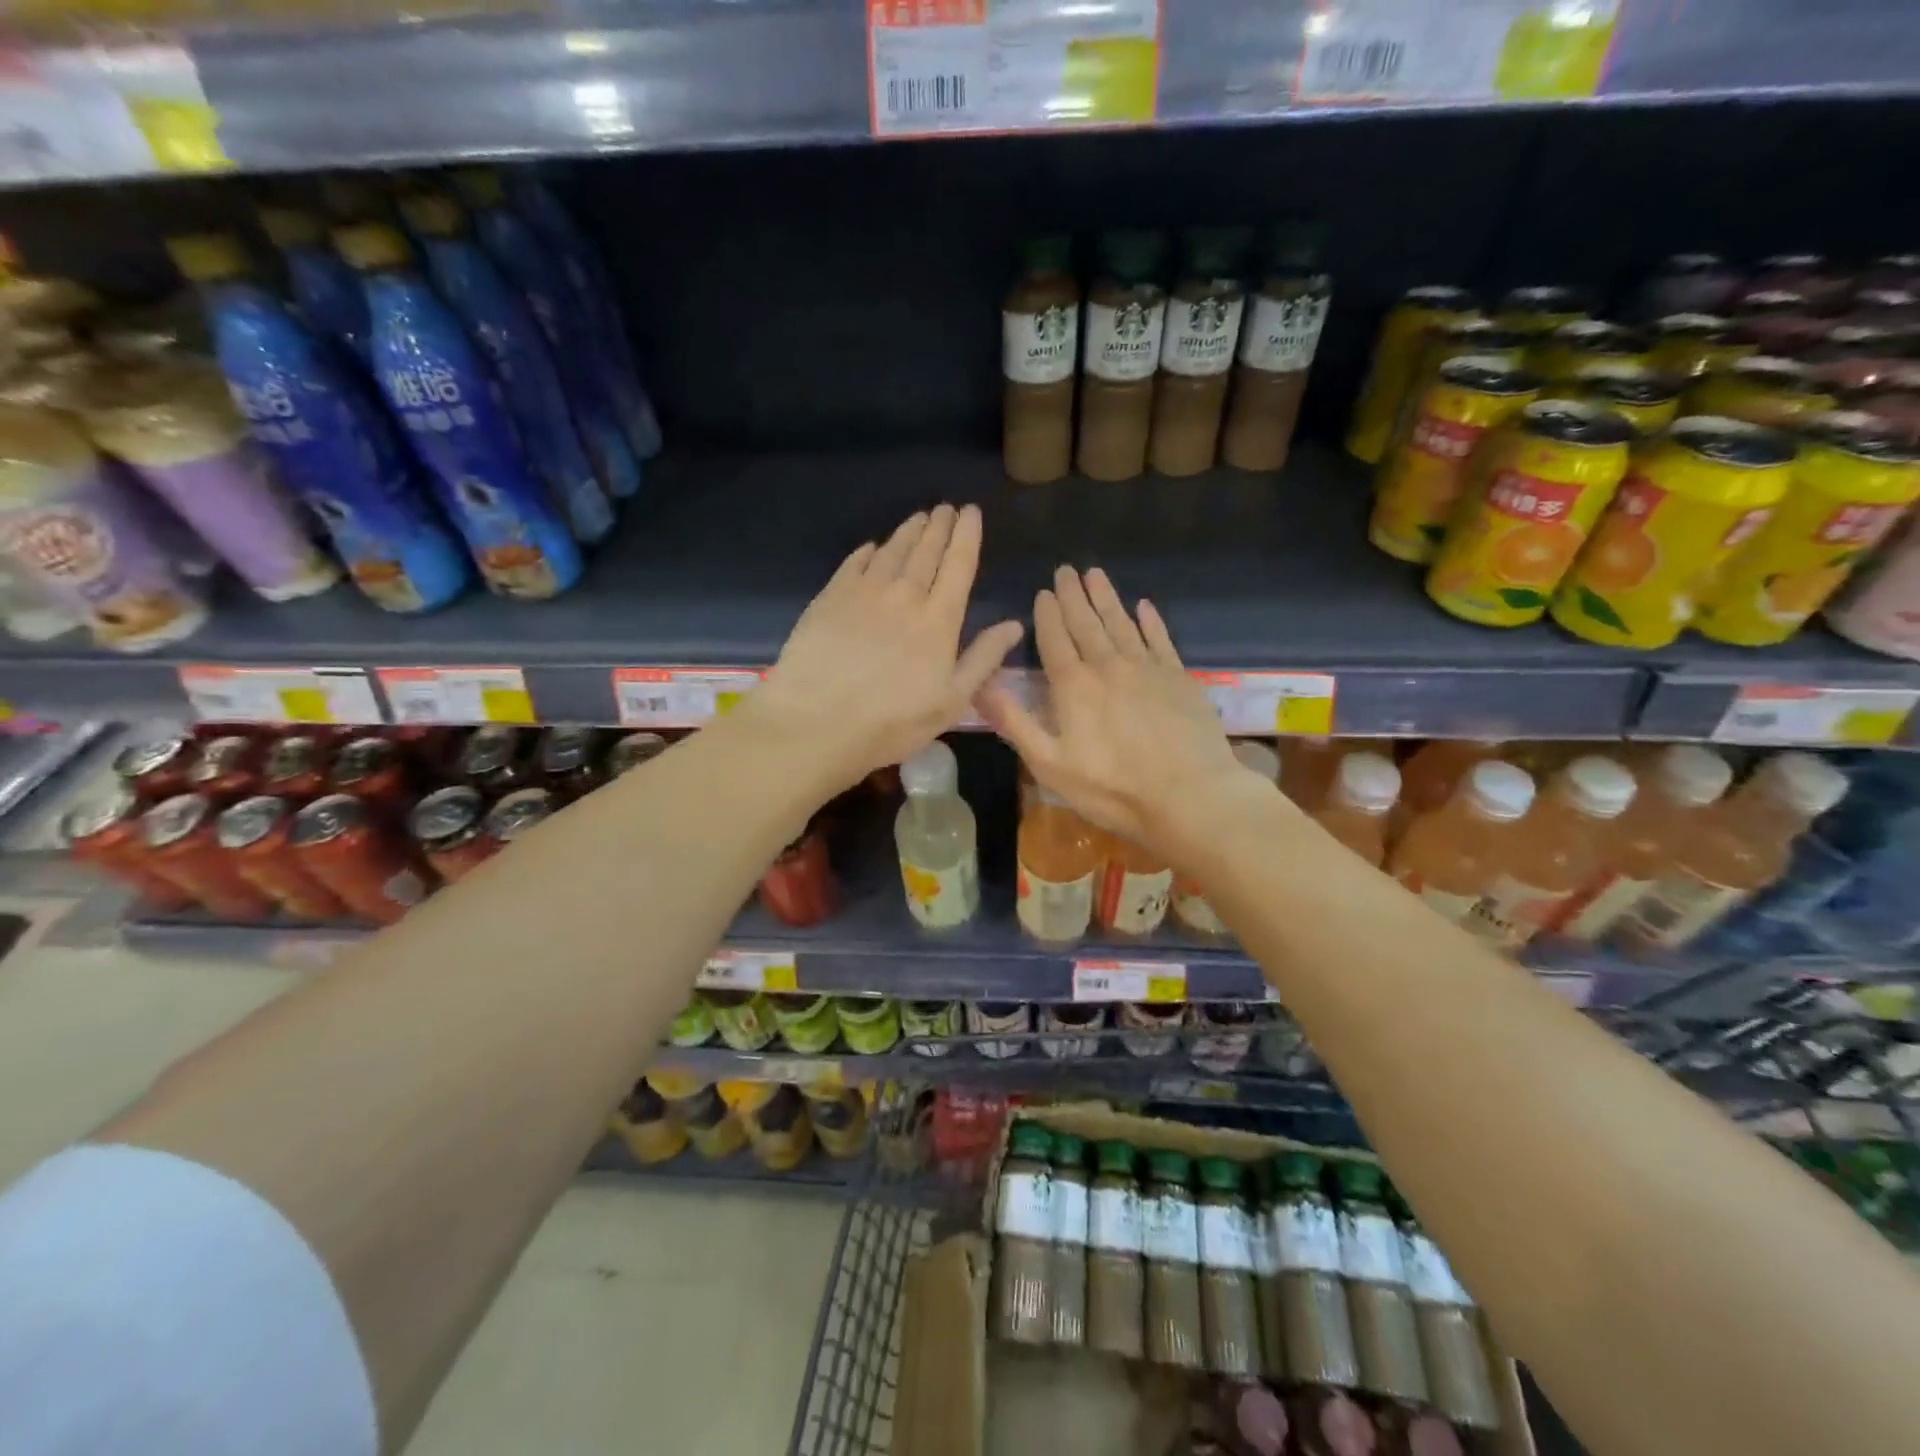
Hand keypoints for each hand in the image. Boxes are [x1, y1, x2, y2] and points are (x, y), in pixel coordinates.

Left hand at [747, 504, 1024, 793]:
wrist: (817, 722)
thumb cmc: (893, 721)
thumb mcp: (952, 701)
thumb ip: (984, 659)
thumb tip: (1013, 625)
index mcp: (938, 619)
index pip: (958, 565)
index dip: (967, 536)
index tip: (971, 513)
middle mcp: (903, 595)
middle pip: (925, 551)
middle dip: (939, 526)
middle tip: (945, 508)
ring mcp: (863, 593)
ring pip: (891, 551)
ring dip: (908, 532)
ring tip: (918, 518)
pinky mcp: (829, 598)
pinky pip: (854, 563)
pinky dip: (868, 552)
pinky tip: (872, 548)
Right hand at [977, 566, 1261, 852]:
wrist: (1190, 796)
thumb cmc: (1113, 789)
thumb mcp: (1049, 764)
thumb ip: (1015, 722)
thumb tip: (979, 686)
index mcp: (1074, 686)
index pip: (1055, 639)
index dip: (1048, 615)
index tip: (1043, 592)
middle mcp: (1108, 666)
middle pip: (1087, 623)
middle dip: (1073, 596)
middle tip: (1066, 570)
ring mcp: (1147, 669)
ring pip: (1121, 623)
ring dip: (1106, 598)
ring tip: (1095, 574)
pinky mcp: (1180, 678)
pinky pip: (1160, 639)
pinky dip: (1150, 621)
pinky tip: (1144, 606)